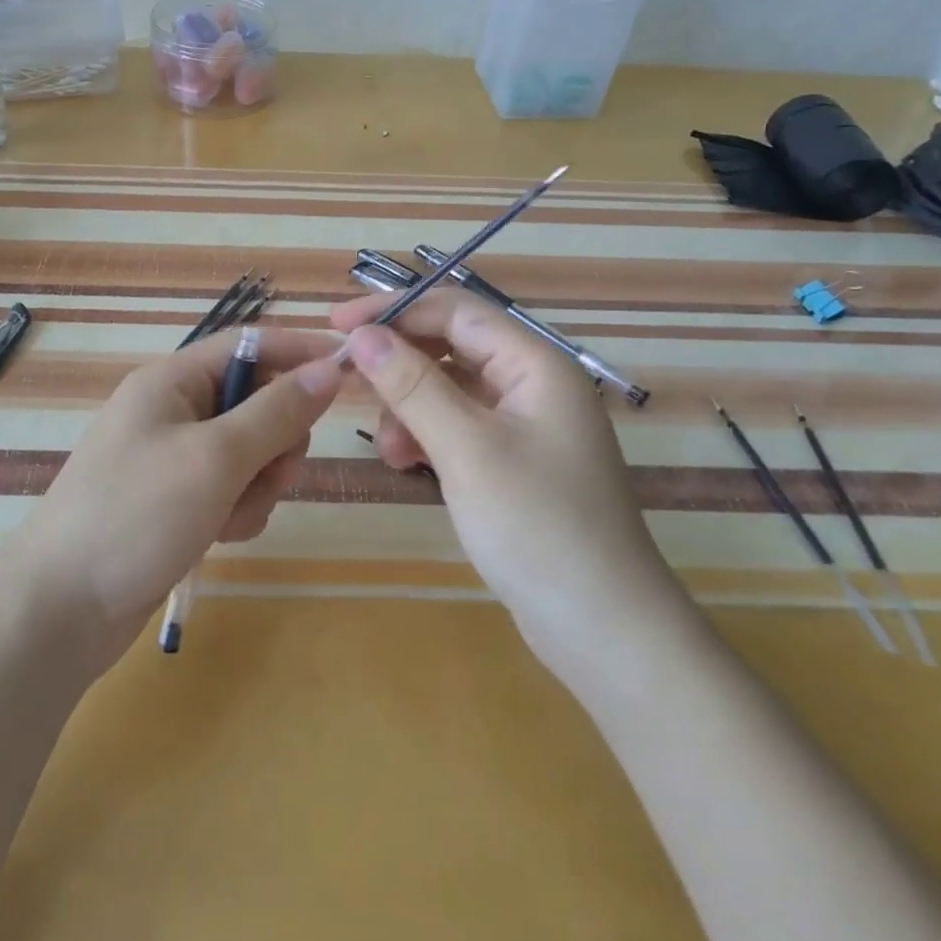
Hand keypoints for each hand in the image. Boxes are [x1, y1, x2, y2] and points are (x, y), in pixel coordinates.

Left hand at [6, 328, 343, 659]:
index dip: (300, 352)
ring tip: (231, 517)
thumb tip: (329, 368)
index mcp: (172, 381)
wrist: (60, 609)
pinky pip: (230, 490)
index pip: (250, 345)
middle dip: (275, 442)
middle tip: (270, 475)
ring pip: (250, 453)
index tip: (350, 369)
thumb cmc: (136, 514)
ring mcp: (173, 459)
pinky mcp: (175, 502)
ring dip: (257, 485)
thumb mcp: (216, 457)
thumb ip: (278, 411)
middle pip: (257, 403)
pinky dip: (237, 510)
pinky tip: (219, 538)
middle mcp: (173, 411)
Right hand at [330, 290, 673, 657]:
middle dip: (399, 364)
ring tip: (389, 450)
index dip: (394, 310)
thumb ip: (412, 385)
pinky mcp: (514, 463)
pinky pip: (459, 428)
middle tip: (346, 381)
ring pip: (450, 390)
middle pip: (451, 348)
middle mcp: (533, 384)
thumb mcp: (465, 449)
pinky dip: (428, 437)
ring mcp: (525, 426)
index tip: (337, 323)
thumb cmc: (537, 525)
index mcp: (536, 364)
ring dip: (410, 408)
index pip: (456, 311)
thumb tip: (361, 334)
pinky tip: (407, 464)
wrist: (603, 630)